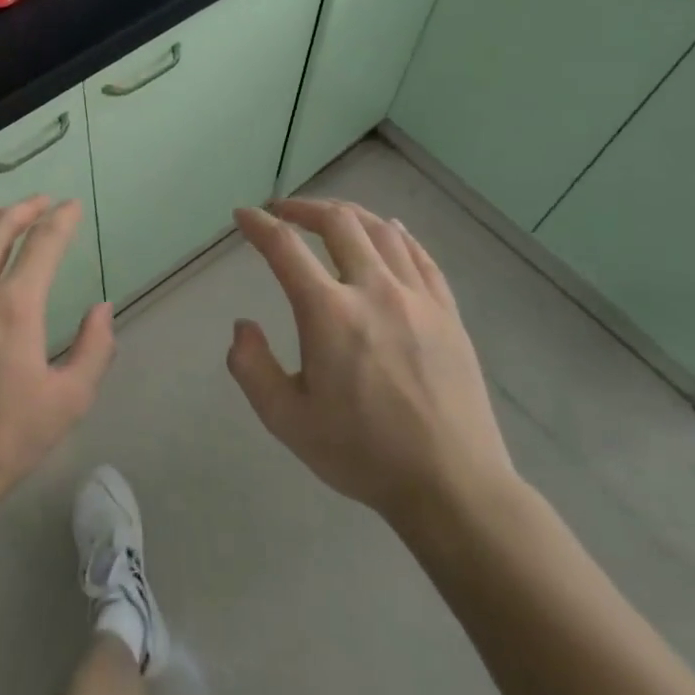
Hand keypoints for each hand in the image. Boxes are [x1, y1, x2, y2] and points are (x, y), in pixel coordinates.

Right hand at [226, 199, 515, 543]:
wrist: (452, 486)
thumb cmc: (362, 453)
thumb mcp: (286, 420)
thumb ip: (251, 367)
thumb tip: (242, 326)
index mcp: (329, 313)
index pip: (285, 248)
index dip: (258, 225)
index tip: (242, 216)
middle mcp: (374, 290)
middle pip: (338, 222)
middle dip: (303, 208)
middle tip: (282, 212)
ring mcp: (417, 298)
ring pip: (381, 230)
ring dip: (348, 214)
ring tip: (329, 216)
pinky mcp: (447, 313)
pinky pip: (420, 256)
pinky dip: (397, 234)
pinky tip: (389, 230)